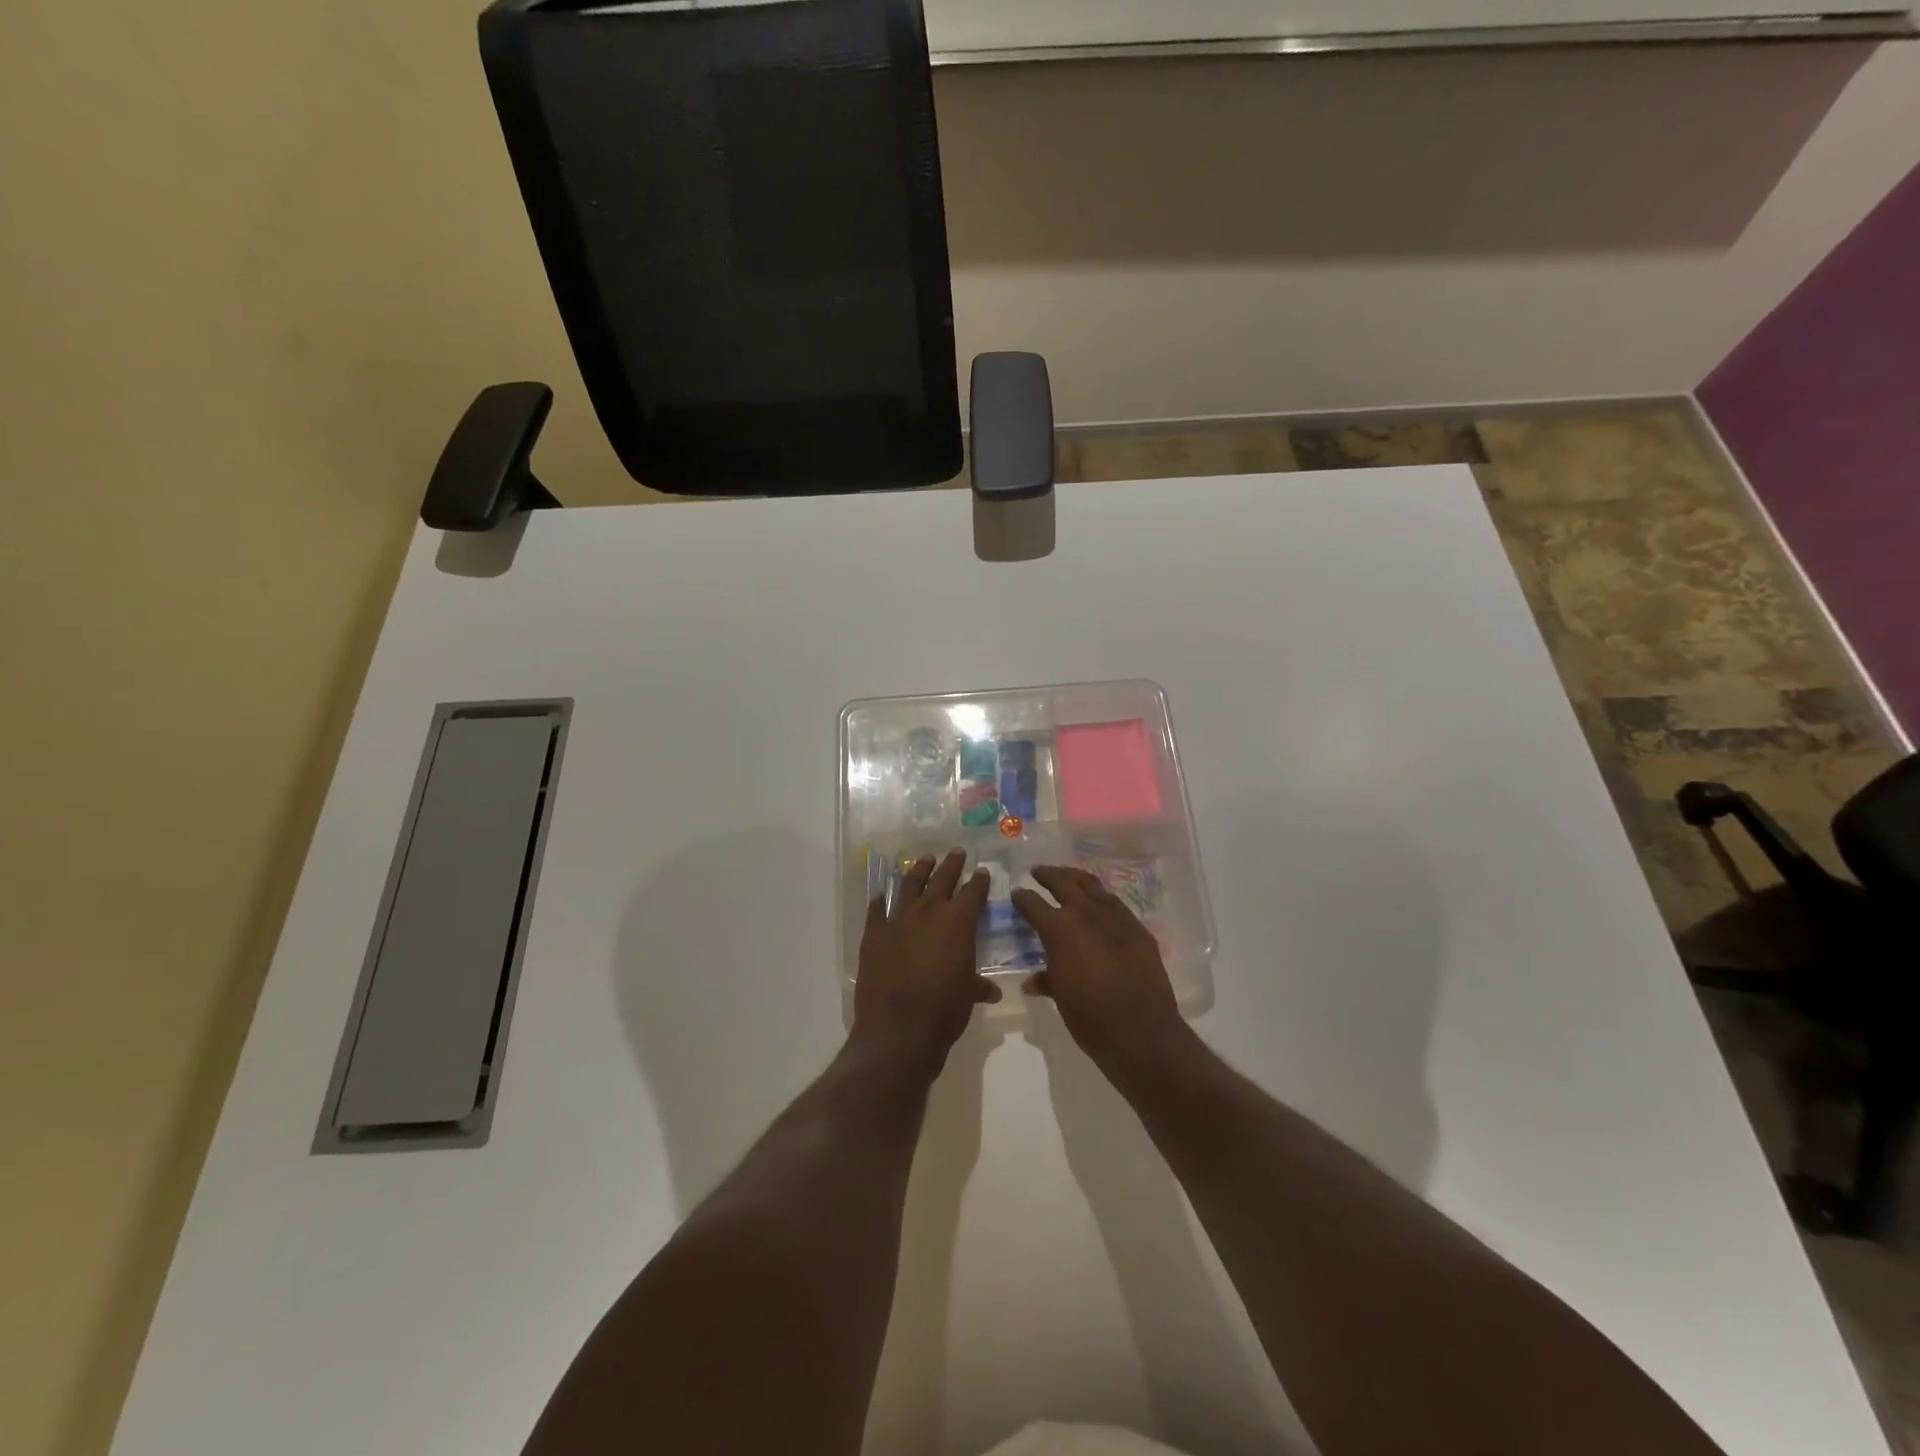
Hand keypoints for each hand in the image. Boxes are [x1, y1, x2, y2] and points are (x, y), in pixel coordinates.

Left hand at [855, 850, 998, 1064]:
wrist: (898, 1029)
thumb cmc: (944, 1010)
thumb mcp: (968, 996)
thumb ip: (978, 985)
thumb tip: (991, 990)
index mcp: (958, 921)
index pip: (973, 892)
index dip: (979, 881)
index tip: (982, 871)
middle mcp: (928, 911)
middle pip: (941, 879)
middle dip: (951, 864)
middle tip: (956, 852)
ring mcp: (897, 920)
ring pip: (909, 885)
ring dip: (918, 870)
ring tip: (924, 859)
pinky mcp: (873, 935)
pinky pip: (876, 911)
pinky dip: (878, 901)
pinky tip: (880, 894)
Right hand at [1013, 866, 1187, 1073]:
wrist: (1141, 1030)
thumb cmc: (1090, 1016)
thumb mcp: (1060, 996)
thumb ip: (1046, 980)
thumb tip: (1033, 980)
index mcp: (1060, 928)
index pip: (1033, 903)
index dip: (1022, 898)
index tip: (1017, 894)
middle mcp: (1085, 913)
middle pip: (1063, 882)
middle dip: (1048, 875)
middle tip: (1038, 871)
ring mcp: (1115, 918)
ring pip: (1092, 886)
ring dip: (1076, 879)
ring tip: (1068, 877)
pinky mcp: (1137, 929)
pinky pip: (1115, 904)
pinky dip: (1101, 899)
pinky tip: (1098, 904)